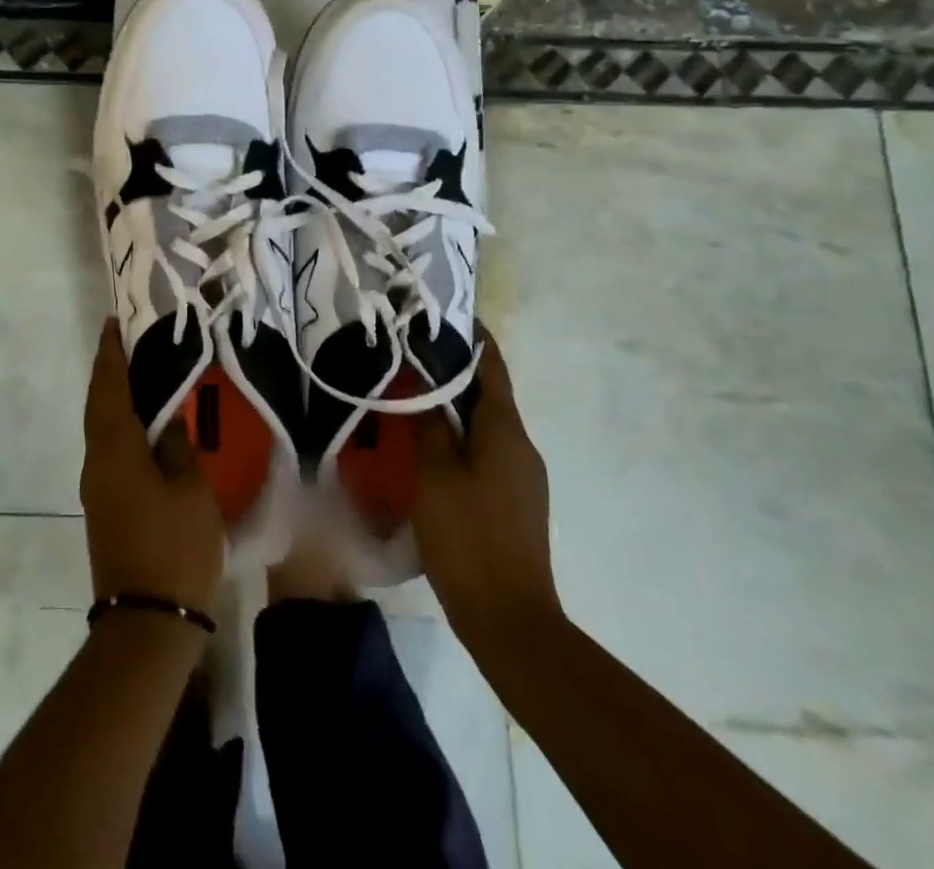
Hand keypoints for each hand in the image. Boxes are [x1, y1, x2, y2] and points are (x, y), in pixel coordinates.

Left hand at [80, 320, 225, 615]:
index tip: (113, 323)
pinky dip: (119, 425)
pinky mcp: (104, 507)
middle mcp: (96, 462)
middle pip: (98, 405)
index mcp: (115, 450)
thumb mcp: (191, 490)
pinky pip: (108, 449)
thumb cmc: (175, 548)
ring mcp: (96, 487)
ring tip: (138, 374)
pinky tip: (141, 424)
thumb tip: (167, 421)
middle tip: (127, 342)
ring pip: (101, 427)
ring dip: (113, 397)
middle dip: (108, 371)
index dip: (110, 354)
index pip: (108, 388)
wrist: (147, 623)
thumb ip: (177, 447)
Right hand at [412, 327, 560, 649]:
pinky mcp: (515, 499)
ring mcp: (522, 475)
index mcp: (506, 431)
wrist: (510, 619)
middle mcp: (521, 445)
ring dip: (455, 405)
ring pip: (485, 423)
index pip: (491, 366)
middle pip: (488, 393)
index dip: (471, 337)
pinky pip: (486, 450)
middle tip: (410, 352)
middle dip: (454, 370)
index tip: (440, 313)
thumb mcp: (435, 475)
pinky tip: (429, 444)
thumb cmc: (468, 537)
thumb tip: (421, 379)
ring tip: (412, 393)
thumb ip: (429, 423)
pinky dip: (460, 435)